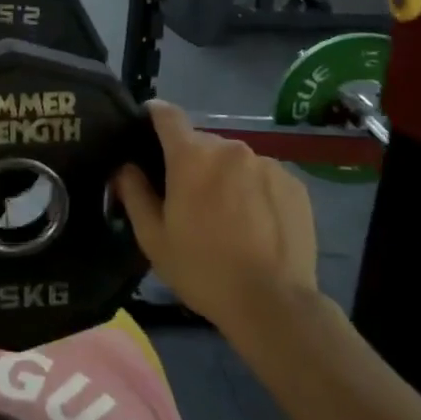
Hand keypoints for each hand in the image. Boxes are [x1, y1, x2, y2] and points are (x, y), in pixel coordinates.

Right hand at [113, 102, 317, 331]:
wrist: (274, 304)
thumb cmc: (203, 269)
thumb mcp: (153, 237)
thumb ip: (134, 193)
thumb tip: (125, 166)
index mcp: (191, 156)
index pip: (167, 114)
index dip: (154, 116)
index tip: (147, 127)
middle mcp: (230, 148)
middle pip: (201, 143)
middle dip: (191, 161)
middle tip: (188, 197)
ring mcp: (267, 164)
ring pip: (234, 160)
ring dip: (225, 176)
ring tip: (227, 216)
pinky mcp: (294, 184)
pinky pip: (263, 176)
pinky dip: (254, 190)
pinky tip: (256, 224)